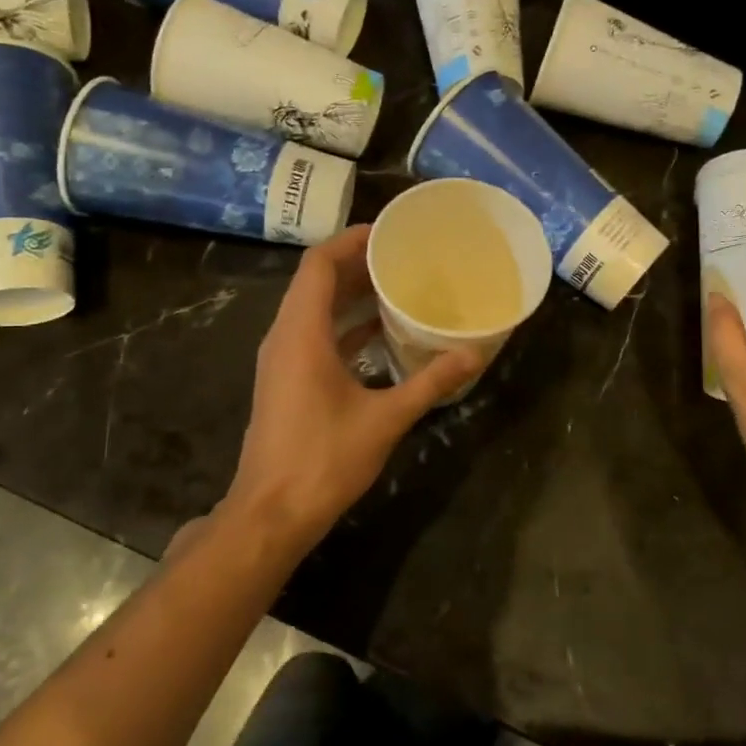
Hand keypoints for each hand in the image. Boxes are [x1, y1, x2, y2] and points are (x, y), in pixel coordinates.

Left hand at [223, 225, 477, 546]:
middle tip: (404, 257)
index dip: (351, 240)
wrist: (271, 513)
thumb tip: (474, 353)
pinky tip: (380, 334)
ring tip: (397, 286)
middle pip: (316, 282)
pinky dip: (344, 325)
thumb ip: (430, 382)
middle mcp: (285, 337)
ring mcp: (282, 360)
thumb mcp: (385, 418)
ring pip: (314, 309)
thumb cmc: (324, 460)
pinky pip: (314, 335)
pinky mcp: (286, 381)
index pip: (319, 264)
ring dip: (351, 294)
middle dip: (357, 264)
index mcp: (302, 333)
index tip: (390, 232)